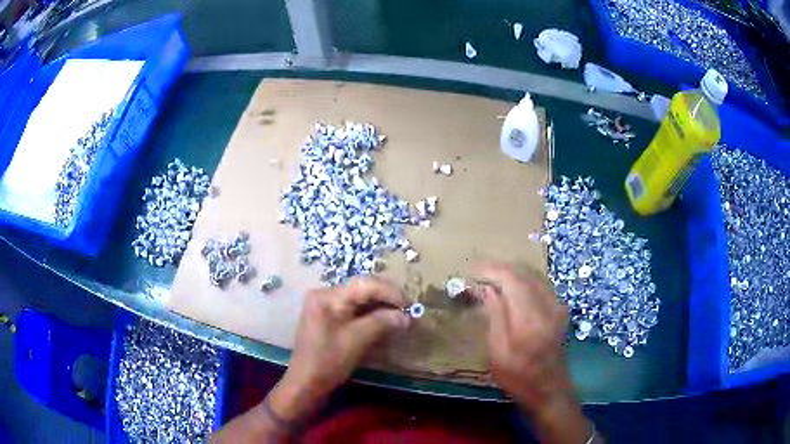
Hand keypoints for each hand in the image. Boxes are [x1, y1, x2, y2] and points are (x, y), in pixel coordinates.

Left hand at [269, 278, 409, 421]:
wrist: (306, 383)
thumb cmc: (329, 360)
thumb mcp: (358, 340)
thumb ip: (382, 322)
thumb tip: (407, 316)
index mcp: (328, 296)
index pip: (365, 285)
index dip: (390, 293)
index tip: (410, 306)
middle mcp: (325, 294)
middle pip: (361, 289)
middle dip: (386, 298)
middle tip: (407, 310)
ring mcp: (324, 306)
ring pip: (359, 299)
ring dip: (380, 306)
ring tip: (399, 315)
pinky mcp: (327, 318)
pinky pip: (352, 309)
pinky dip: (370, 314)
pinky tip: (383, 321)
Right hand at [474, 262, 590, 443]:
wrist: (550, 389)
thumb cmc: (519, 377)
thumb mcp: (498, 352)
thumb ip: (495, 316)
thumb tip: (486, 288)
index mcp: (530, 319)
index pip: (512, 279)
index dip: (492, 269)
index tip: (472, 269)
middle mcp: (548, 306)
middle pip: (524, 272)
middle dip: (501, 267)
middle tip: (479, 269)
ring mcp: (558, 306)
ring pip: (534, 274)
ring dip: (513, 271)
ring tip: (491, 274)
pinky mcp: (560, 309)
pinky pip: (541, 283)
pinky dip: (524, 278)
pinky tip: (512, 284)